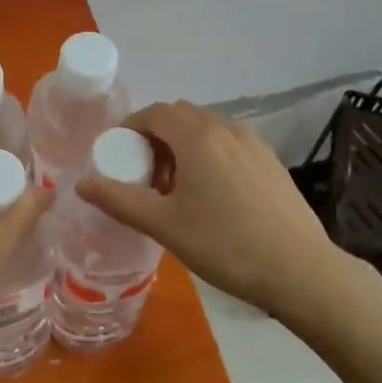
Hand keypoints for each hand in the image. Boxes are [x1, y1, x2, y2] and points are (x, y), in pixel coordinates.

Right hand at [76, 100, 341, 318]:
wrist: (300, 269)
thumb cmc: (225, 245)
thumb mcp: (164, 226)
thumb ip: (119, 200)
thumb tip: (81, 183)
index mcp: (197, 136)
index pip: (155, 112)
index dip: (130, 128)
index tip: (117, 155)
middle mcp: (226, 128)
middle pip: (180, 116)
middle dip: (155, 136)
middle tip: (145, 174)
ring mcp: (253, 142)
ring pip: (206, 128)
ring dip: (183, 145)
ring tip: (177, 188)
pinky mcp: (270, 160)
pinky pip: (229, 143)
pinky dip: (209, 154)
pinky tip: (213, 195)